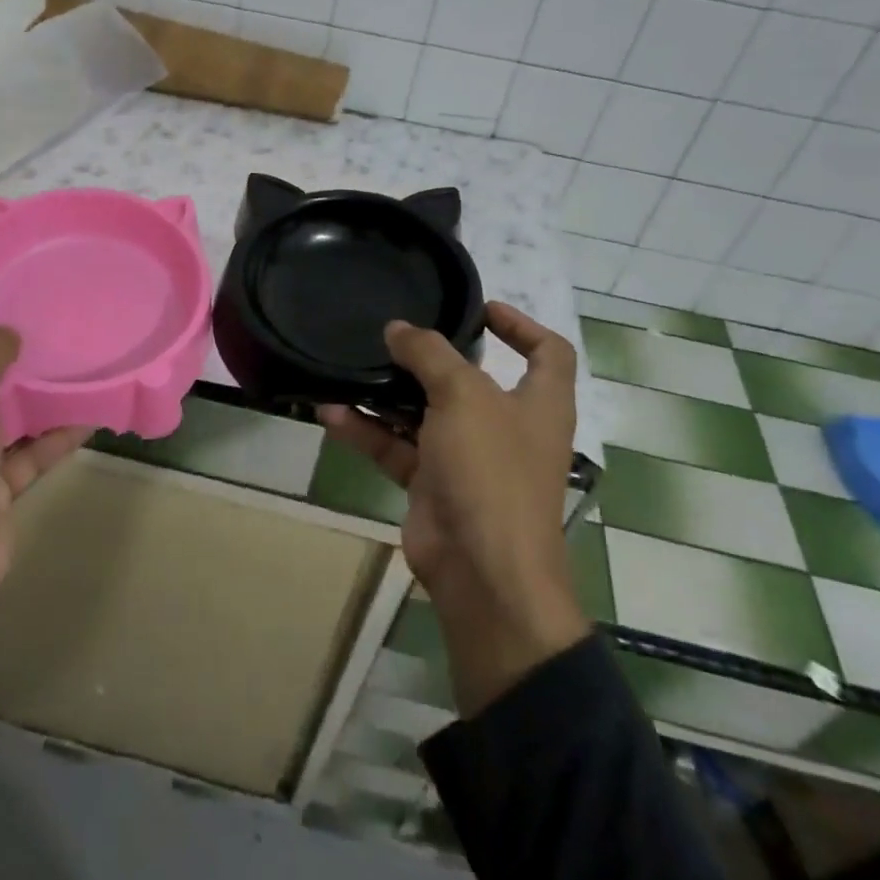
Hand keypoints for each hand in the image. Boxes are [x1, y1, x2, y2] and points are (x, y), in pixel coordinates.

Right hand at [319, 302, 588, 716]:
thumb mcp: (462, 395)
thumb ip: (428, 353)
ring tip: (351, 366)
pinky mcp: (434, 485)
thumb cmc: (490, 469)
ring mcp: (469, 458)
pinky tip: (331, 412)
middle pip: (472, 380)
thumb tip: (398, 328)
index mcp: (539, 402)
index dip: (521, 325)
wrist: (482, 570)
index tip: (480, 309)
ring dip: (388, 394)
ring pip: (425, 413)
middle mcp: (507, 426)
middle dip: (433, 358)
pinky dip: (368, 431)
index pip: (547, 352)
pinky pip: (398, 447)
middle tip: (395, 335)